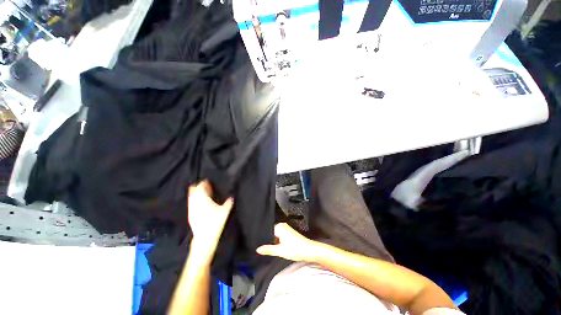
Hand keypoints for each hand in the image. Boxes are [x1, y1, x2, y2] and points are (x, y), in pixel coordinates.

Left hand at [188, 180, 232, 254]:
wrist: (204, 237)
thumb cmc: (215, 223)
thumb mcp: (225, 212)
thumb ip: (228, 203)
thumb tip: (232, 197)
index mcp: (204, 200)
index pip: (202, 189)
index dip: (203, 184)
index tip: (206, 181)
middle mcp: (196, 203)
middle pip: (195, 192)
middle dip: (198, 187)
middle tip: (202, 184)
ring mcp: (192, 209)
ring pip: (191, 197)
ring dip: (194, 192)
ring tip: (196, 189)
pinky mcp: (190, 214)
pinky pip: (190, 203)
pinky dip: (192, 199)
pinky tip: (195, 200)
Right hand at [256, 223, 319, 261]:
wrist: (309, 250)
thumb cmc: (295, 249)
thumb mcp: (280, 251)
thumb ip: (268, 249)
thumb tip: (258, 249)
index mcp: (279, 227)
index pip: (268, 231)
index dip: (264, 239)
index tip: (260, 245)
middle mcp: (283, 225)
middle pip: (272, 234)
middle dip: (269, 241)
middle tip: (266, 249)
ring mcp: (287, 229)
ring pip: (276, 236)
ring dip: (274, 242)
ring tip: (272, 249)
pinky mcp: (290, 233)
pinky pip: (281, 237)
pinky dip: (279, 242)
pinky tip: (279, 248)